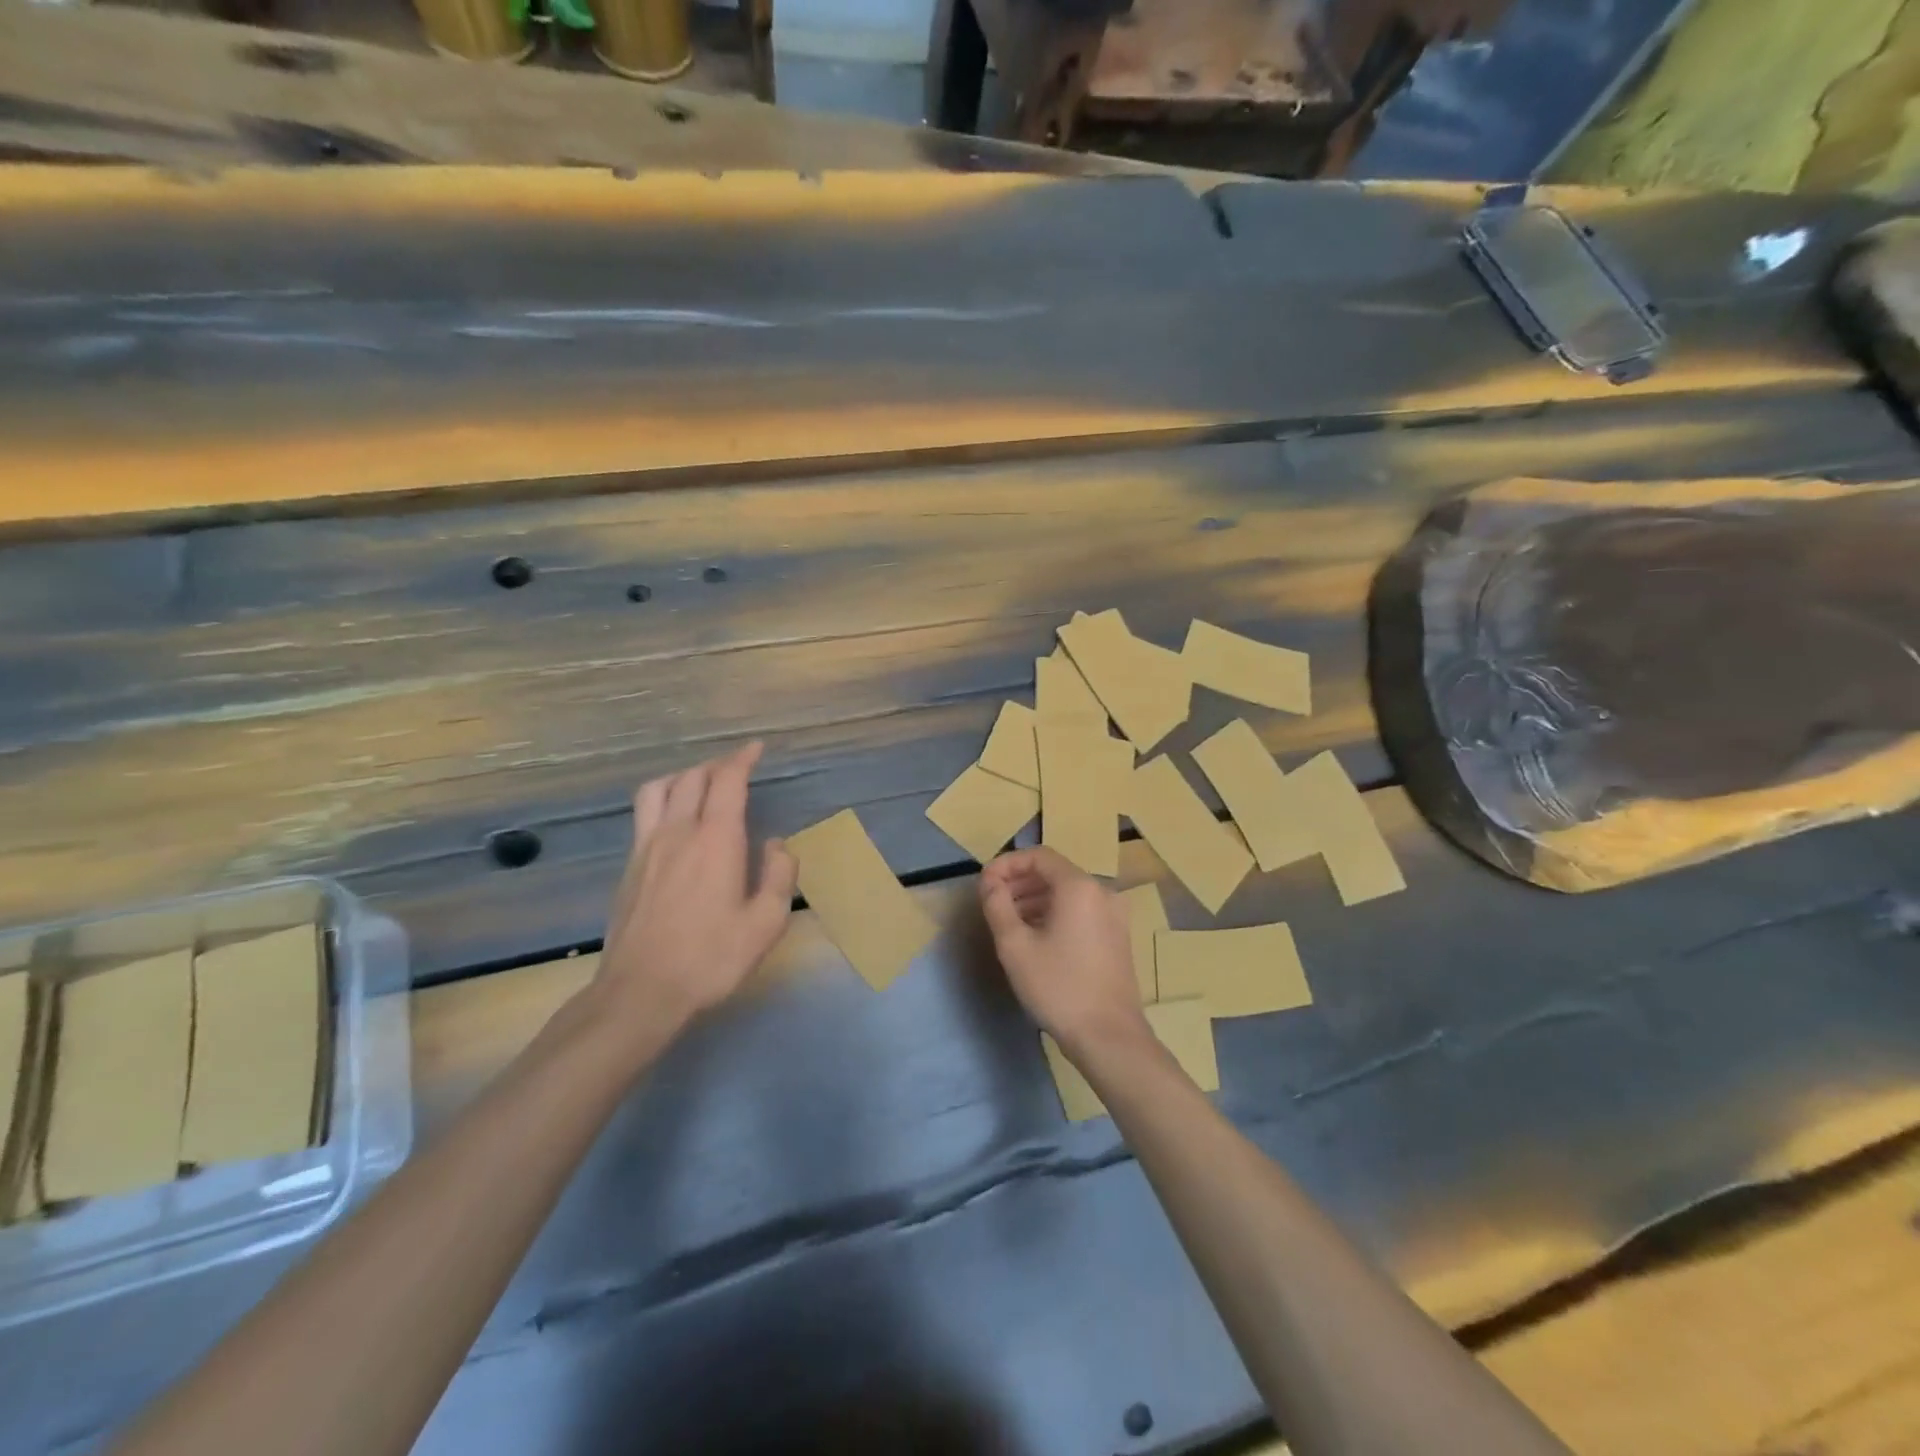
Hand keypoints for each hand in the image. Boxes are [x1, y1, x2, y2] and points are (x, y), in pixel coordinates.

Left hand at [598, 742, 797, 1051]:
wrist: (641, 991)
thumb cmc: (711, 958)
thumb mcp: (765, 923)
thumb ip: (779, 876)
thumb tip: (776, 844)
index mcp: (716, 840)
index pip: (727, 781)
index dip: (743, 759)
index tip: (756, 748)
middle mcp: (678, 832)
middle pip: (693, 777)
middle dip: (717, 765)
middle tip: (737, 768)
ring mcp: (647, 847)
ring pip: (660, 788)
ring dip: (684, 776)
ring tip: (701, 784)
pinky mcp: (630, 866)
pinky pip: (644, 813)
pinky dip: (663, 798)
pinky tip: (674, 820)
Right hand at [979, 847, 1149, 1054]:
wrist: (1109, 1036)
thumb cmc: (1059, 987)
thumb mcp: (1015, 946)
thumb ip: (997, 905)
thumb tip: (990, 883)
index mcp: (1079, 886)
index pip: (1039, 856)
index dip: (1007, 864)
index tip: (984, 884)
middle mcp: (1102, 891)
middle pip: (1054, 872)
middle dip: (1020, 882)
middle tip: (992, 902)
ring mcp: (1114, 914)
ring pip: (1068, 893)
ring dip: (1035, 898)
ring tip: (1008, 921)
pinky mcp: (1118, 935)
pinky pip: (1081, 910)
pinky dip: (1055, 913)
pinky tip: (1036, 937)